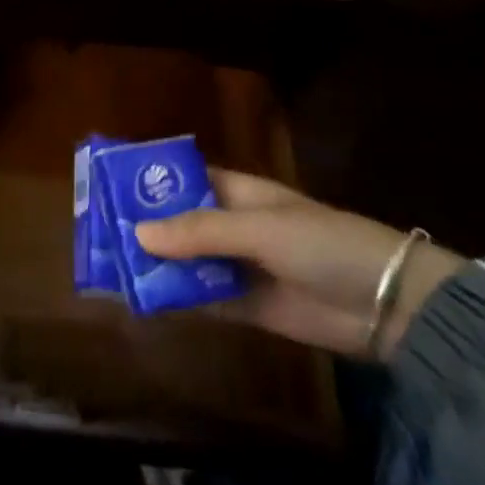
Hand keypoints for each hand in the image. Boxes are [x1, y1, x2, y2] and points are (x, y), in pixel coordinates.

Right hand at [133, 170, 465, 360]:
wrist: (387, 306)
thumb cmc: (322, 243)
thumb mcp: (259, 228)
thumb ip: (200, 232)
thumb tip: (138, 234)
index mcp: (239, 192)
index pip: (185, 179)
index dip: (150, 181)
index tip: (108, 186)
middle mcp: (235, 225)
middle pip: (181, 221)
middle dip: (146, 226)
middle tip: (98, 233)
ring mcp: (241, 266)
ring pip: (188, 261)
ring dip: (157, 264)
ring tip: (110, 269)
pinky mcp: (249, 306)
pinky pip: (205, 298)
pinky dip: (178, 298)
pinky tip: (145, 300)